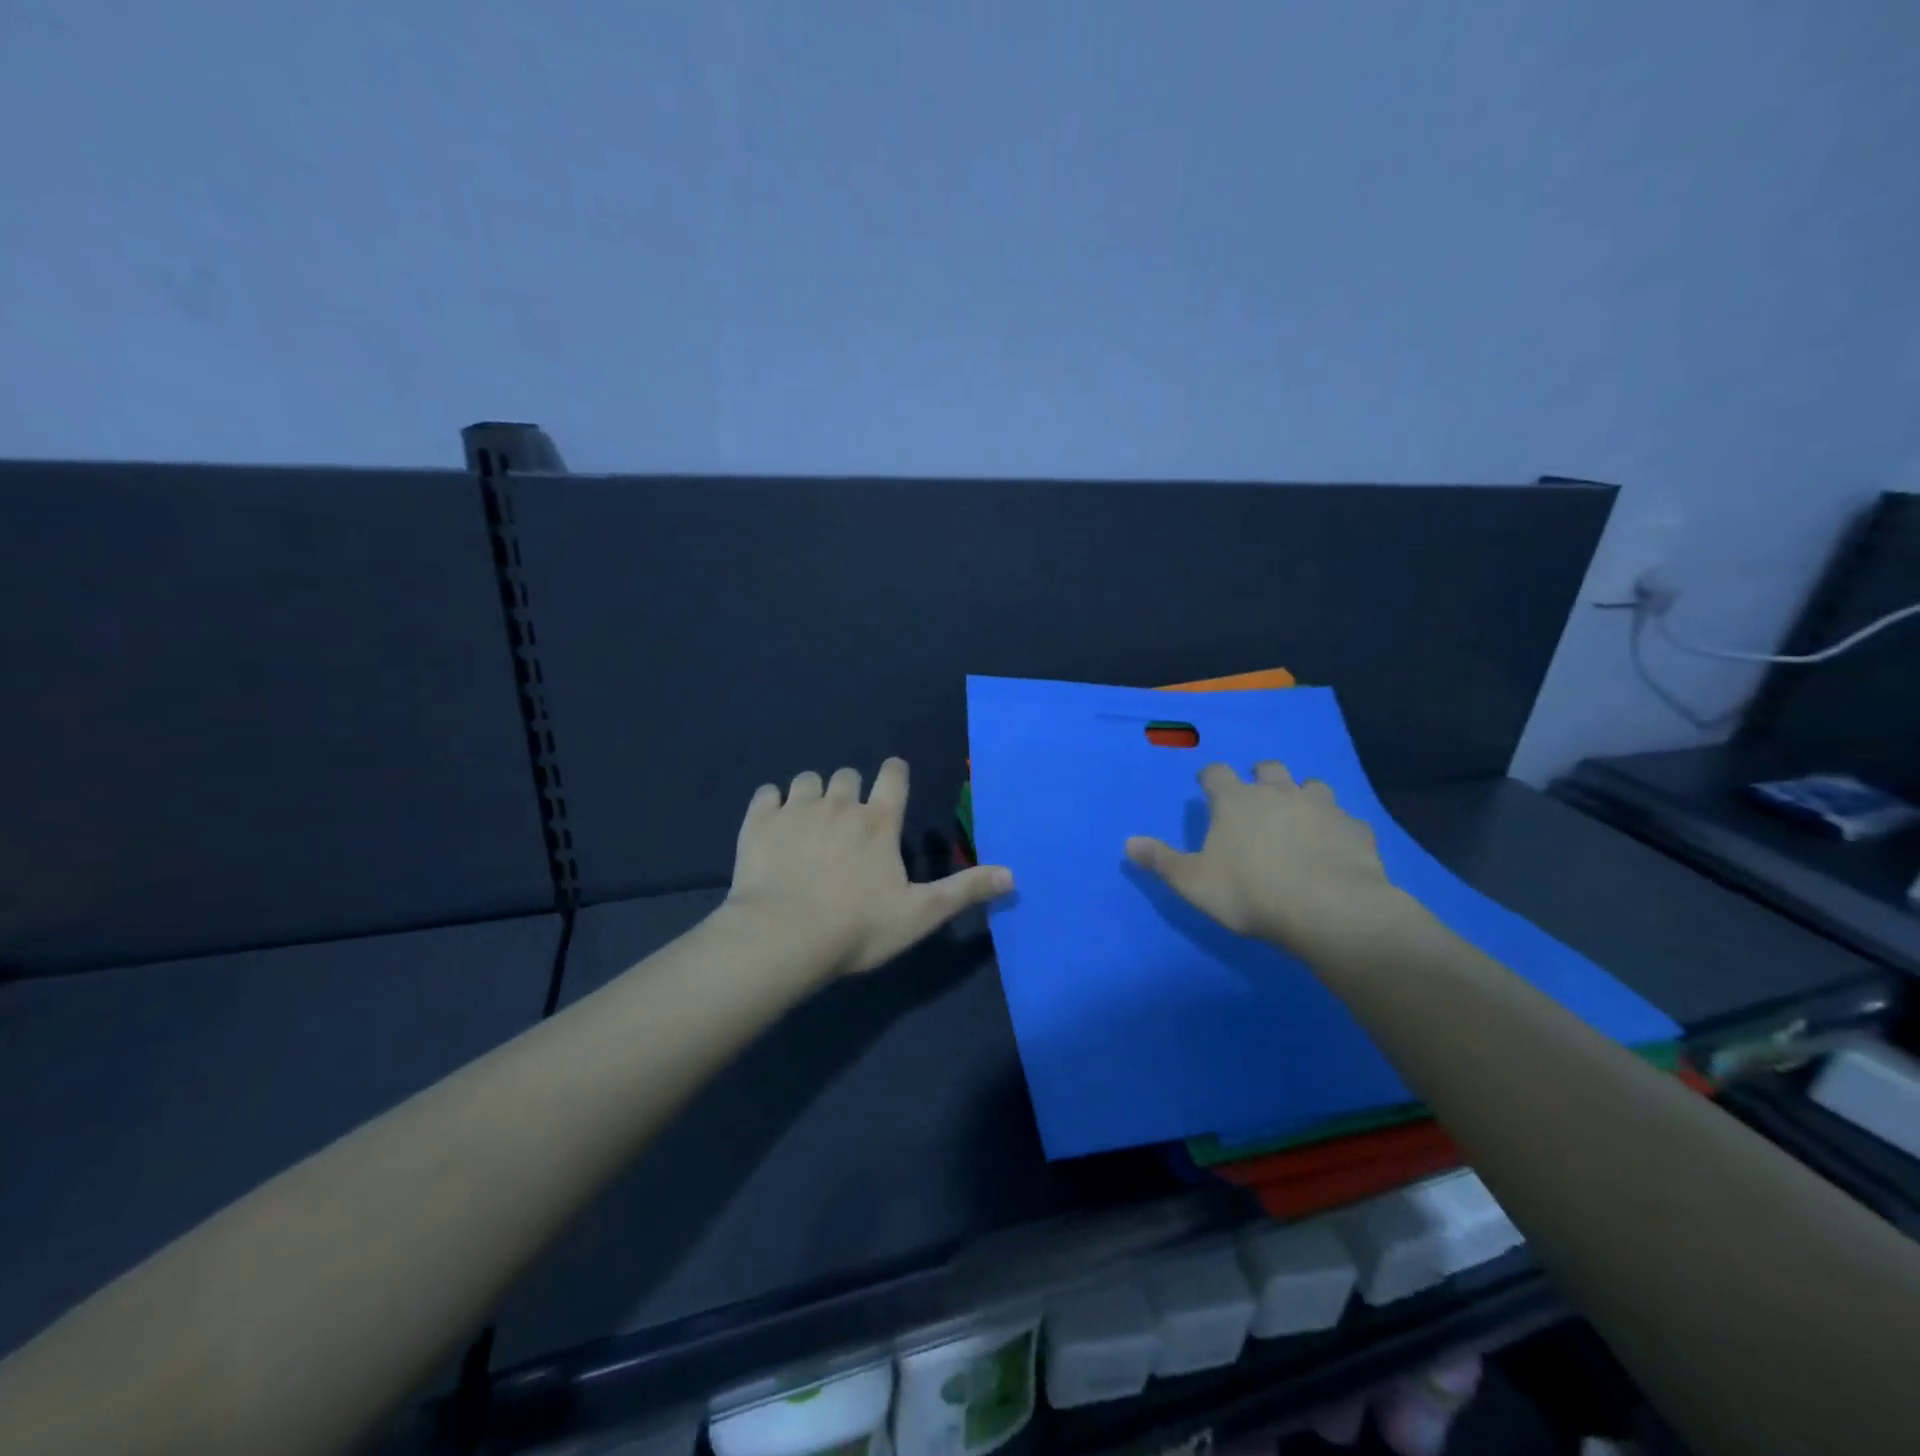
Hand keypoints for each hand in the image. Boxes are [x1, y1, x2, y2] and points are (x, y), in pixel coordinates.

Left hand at [725, 758, 1013, 978]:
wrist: (782, 938)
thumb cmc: (857, 928)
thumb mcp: (919, 914)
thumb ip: (964, 891)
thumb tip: (1013, 875)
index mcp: (878, 822)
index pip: (893, 776)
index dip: (894, 772)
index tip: (891, 779)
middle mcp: (839, 804)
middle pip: (847, 775)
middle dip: (850, 790)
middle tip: (847, 821)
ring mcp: (796, 810)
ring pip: (807, 779)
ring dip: (813, 793)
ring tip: (810, 821)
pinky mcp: (758, 822)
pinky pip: (766, 794)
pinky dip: (772, 804)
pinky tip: (772, 824)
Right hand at [1125, 761, 1399, 957]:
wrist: (1331, 910)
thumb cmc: (1250, 892)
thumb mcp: (1193, 882)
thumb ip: (1161, 860)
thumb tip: (1128, 843)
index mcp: (1235, 800)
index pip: (1216, 773)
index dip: (1210, 778)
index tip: (1206, 789)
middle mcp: (1278, 792)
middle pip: (1268, 768)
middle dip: (1260, 777)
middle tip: (1255, 801)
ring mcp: (1322, 807)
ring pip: (1312, 785)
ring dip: (1302, 796)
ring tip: (1298, 819)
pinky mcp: (1356, 829)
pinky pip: (1346, 819)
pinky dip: (1336, 828)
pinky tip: (1334, 847)